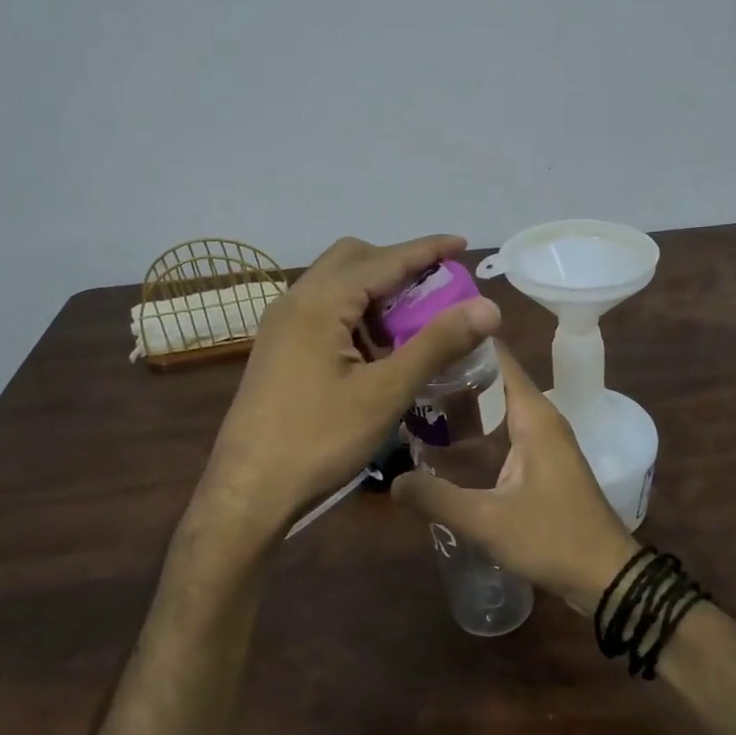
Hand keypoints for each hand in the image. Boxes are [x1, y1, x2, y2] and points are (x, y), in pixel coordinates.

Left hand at [201, 235, 500, 537]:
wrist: (248, 490)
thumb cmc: (318, 441)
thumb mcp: (385, 392)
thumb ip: (437, 343)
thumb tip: (488, 306)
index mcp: (320, 303)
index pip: (384, 259)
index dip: (426, 249)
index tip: (461, 243)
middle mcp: (295, 300)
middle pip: (353, 259)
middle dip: (397, 265)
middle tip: (435, 289)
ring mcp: (281, 324)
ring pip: (336, 285)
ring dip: (375, 291)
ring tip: (410, 325)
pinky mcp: (278, 347)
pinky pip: (323, 311)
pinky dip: (355, 314)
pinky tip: (374, 351)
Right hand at [392, 343, 637, 613]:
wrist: (607, 576)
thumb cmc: (552, 538)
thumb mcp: (487, 521)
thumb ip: (437, 498)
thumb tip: (392, 480)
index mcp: (533, 415)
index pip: (497, 357)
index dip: (462, 341)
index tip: (421, 337)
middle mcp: (540, 417)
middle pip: (493, 379)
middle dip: (452, 374)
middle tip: (405, 374)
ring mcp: (544, 440)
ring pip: (497, 406)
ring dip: (463, 404)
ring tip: (414, 403)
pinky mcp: (542, 461)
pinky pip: (503, 430)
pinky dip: (476, 429)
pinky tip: (444, 444)